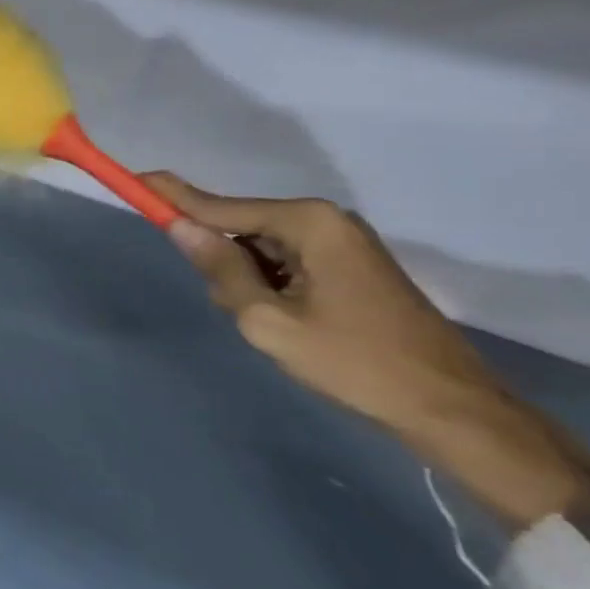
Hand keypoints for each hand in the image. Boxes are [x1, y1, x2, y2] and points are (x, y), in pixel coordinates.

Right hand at [144, 173, 589, 528]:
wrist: (453, 410)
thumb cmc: (354, 363)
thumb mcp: (269, 321)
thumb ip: (220, 269)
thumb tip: (181, 228)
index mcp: (307, 223)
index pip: (219, 206)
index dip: (174, 197)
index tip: (135, 178)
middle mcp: (325, 220)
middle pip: (240, 227)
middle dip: (223, 261)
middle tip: (238, 310)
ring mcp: (341, 243)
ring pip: (260, 249)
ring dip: (249, 281)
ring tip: (276, 328)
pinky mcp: (350, 267)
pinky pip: (286, 262)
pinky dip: (271, 286)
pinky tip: (292, 324)